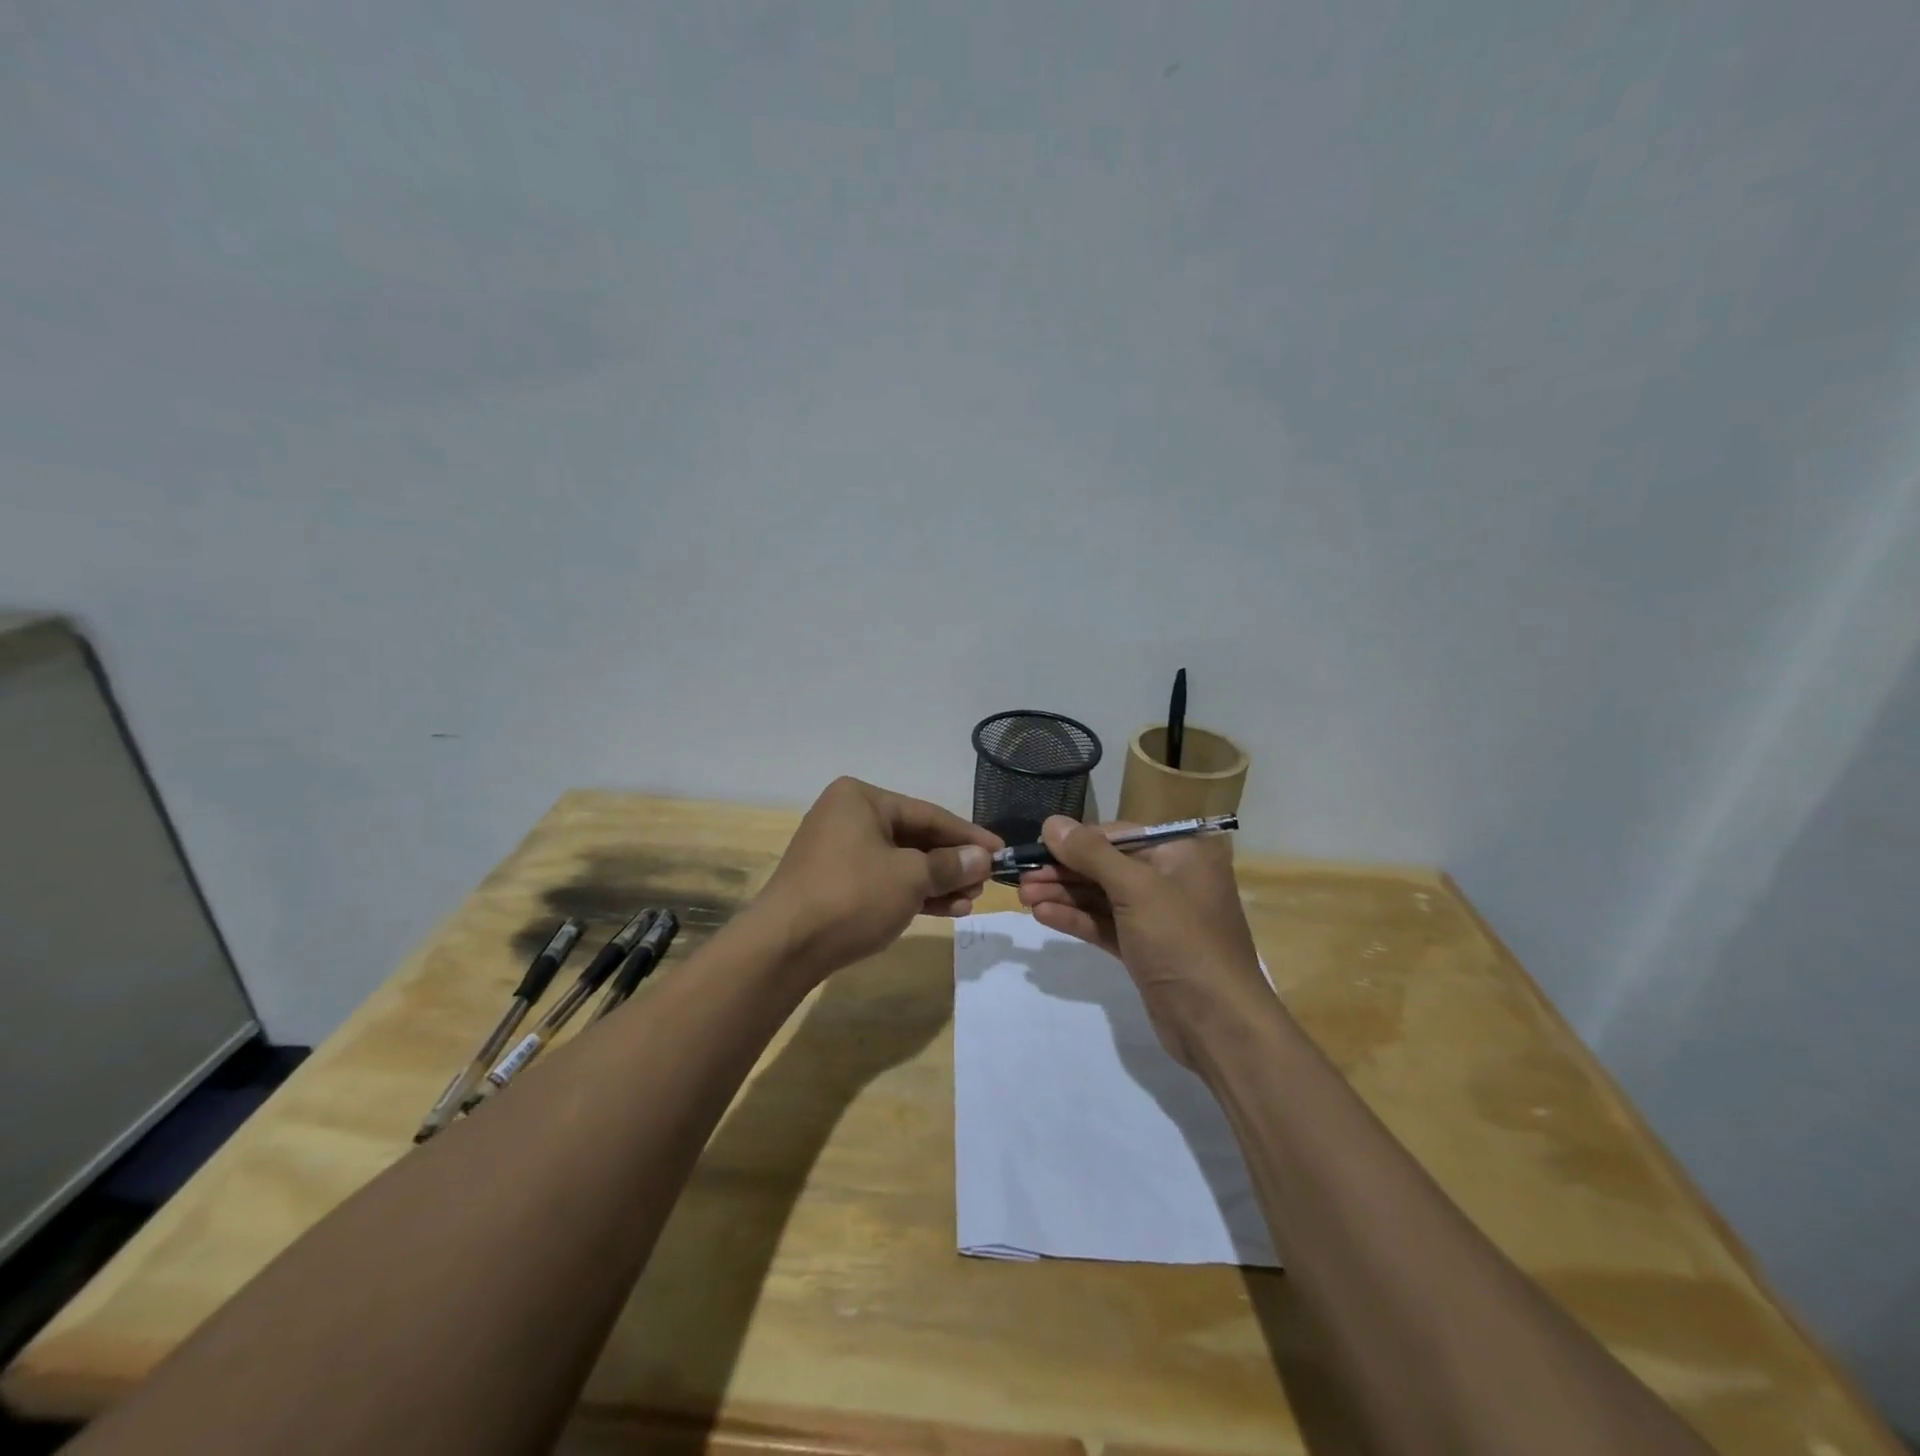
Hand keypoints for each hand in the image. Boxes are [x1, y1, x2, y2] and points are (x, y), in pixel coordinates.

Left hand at [755, 777, 1000, 983]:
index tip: (1000, 851)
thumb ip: (950, 865)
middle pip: (914, 837)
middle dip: (951, 863)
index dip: (967, 835)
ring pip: (900, 863)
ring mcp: (838, 852)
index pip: (928, 814)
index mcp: (861, 798)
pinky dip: (912, 894)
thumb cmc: (851, 896)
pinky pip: (883, 881)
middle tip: (984, 883)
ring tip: (969, 901)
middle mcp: (847, 817)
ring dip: (936, 882)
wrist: (784, 947)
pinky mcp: (834, 884)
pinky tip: (945, 910)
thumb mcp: (910, 877)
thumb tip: (982, 858)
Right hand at [1017, 816, 1270, 1068]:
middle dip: (1063, 871)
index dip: (1075, 840)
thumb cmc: (1182, 941)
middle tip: (1020, 877)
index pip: (1118, 835)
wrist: (1218, 1024)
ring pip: (1103, 897)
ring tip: (1023, 896)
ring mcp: (1159, 917)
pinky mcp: (1146, 949)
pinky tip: (1043, 915)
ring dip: (1064, 895)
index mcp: (1182, 853)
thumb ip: (1091, 853)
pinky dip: (1076, 919)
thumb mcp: (1136, 889)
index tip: (1035, 846)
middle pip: (1107, 866)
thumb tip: (1051, 822)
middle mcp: (1172, 878)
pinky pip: (1106, 924)